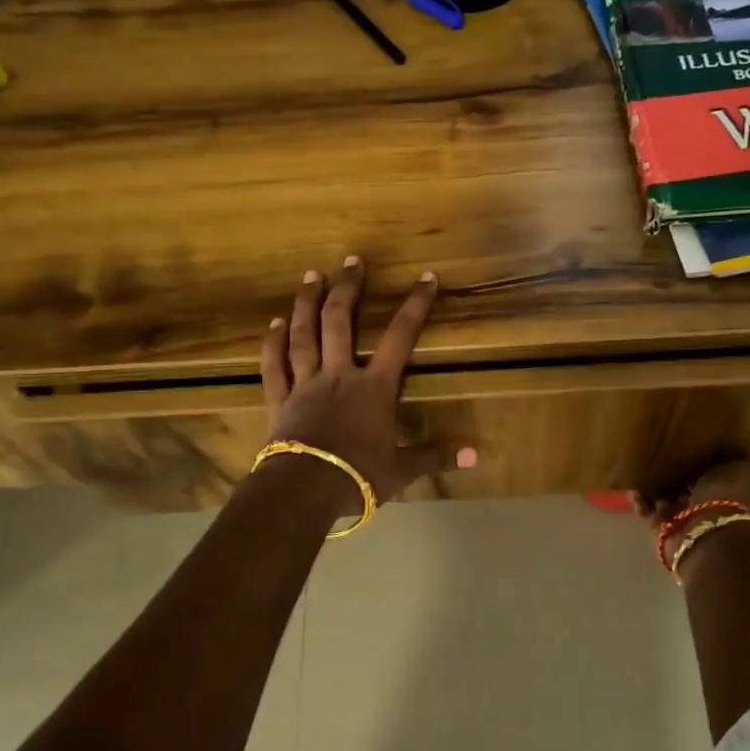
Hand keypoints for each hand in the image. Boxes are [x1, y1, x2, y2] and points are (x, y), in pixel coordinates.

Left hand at [260, 259, 477, 513]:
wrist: (304, 490)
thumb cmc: (357, 478)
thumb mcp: (402, 471)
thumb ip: (435, 456)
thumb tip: (476, 455)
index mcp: (374, 388)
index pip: (400, 338)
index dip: (415, 305)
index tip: (426, 277)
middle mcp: (339, 375)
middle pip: (341, 322)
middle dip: (348, 289)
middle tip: (351, 260)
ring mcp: (305, 384)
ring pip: (304, 335)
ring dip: (307, 303)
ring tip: (311, 275)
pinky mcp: (279, 399)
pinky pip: (274, 365)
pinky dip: (273, 343)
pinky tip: (273, 323)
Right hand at [631, 455, 749, 545]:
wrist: (708, 531)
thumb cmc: (728, 496)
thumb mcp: (741, 469)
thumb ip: (730, 459)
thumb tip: (724, 449)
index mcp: (726, 491)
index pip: (709, 473)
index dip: (699, 459)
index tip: (686, 442)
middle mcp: (703, 507)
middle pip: (685, 486)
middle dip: (674, 473)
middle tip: (658, 451)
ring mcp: (679, 519)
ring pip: (663, 498)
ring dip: (654, 485)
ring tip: (640, 463)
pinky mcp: (657, 528)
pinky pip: (645, 510)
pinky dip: (638, 498)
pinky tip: (631, 482)